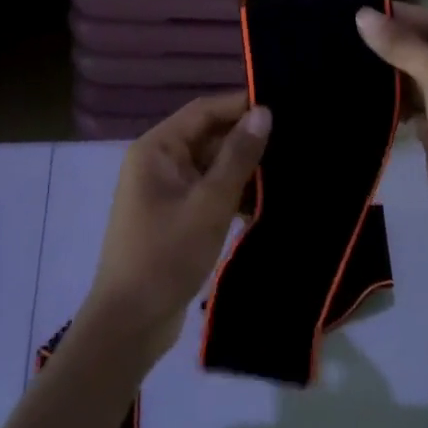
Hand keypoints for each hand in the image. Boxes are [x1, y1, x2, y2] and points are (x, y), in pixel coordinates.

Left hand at [82, 92, 270, 359]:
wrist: (131, 323)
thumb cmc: (165, 255)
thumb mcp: (208, 204)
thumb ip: (238, 157)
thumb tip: (264, 112)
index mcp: (157, 149)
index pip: (204, 110)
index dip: (241, 105)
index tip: (284, 104)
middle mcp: (159, 162)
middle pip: (209, 136)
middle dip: (248, 139)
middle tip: (296, 139)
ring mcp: (167, 190)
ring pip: (213, 166)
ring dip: (245, 169)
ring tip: (292, 167)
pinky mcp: (177, 215)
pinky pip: (210, 191)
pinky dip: (235, 194)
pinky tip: (269, 201)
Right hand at [356, 5, 427, 240]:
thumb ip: (401, 44)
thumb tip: (362, 15)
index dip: (401, 15)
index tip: (358, 10)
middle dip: (391, 45)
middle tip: (343, 35)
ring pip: (418, 81)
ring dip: (389, 76)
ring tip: (343, 61)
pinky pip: (413, 110)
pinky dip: (392, 104)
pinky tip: (362, 96)